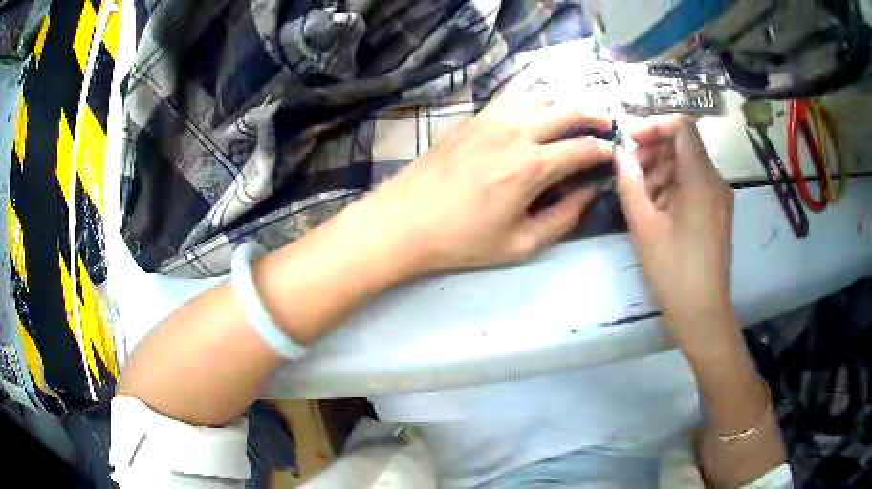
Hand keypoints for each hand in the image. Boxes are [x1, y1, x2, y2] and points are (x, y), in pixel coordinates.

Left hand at [347, 88, 613, 276]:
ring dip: (565, 101)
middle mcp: (516, 132)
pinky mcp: (473, 117)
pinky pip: (511, 93)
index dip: (604, 150)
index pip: (582, 149)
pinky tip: (539, 103)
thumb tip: (588, 193)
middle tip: (607, 125)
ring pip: (540, 94)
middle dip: (594, 116)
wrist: (404, 221)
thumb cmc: (462, 240)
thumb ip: (563, 218)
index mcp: (531, 167)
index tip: (614, 154)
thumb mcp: (520, 243)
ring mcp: (492, 119)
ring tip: (577, 114)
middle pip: (567, 110)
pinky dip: (533, 93)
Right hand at [614, 116, 735, 344]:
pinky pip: (695, 186)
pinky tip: (658, 211)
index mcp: (701, 179)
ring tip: (641, 197)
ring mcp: (720, 198)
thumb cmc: (674, 271)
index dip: (655, 125)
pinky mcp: (719, 213)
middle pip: (684, 146)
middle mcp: (716, 181)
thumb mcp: (644, 227)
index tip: (633, 143)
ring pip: (689, 166)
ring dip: (662, 171)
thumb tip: (619, 153)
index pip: (682, 126)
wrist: (703, 314)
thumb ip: (630, 184)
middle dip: (654, 151)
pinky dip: (675, 188)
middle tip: (630, 174)